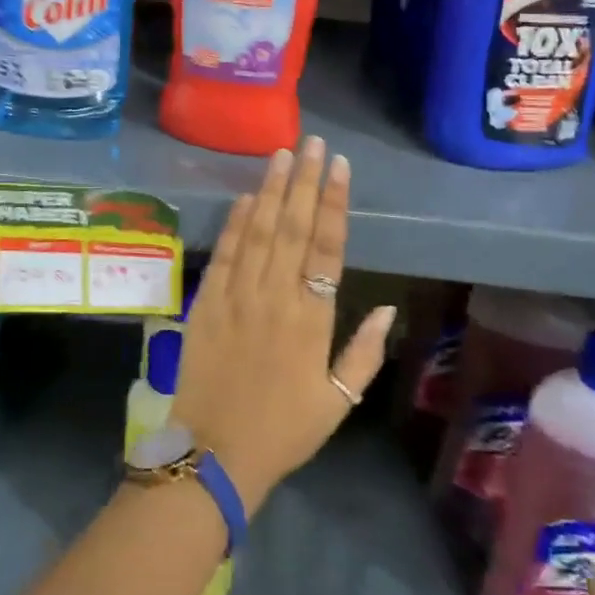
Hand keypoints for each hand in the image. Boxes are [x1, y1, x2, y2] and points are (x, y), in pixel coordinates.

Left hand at [171, 136, 394, 511]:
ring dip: (271, 190)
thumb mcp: (338, 400)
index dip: (333, 203)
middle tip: (312, 142)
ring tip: (282, 154)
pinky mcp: (208, 301)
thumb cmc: (284, 430)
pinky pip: (225, 254)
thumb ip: (365, 351)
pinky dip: (236, 223)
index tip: (338, 167)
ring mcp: (237, 295)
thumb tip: (387, 307)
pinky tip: (246, 197)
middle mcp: (275, 296)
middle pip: (292, 227)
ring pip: (258, 232)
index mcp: (312, 318)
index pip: (326, 247)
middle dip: (304, 181)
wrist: (216, 451)